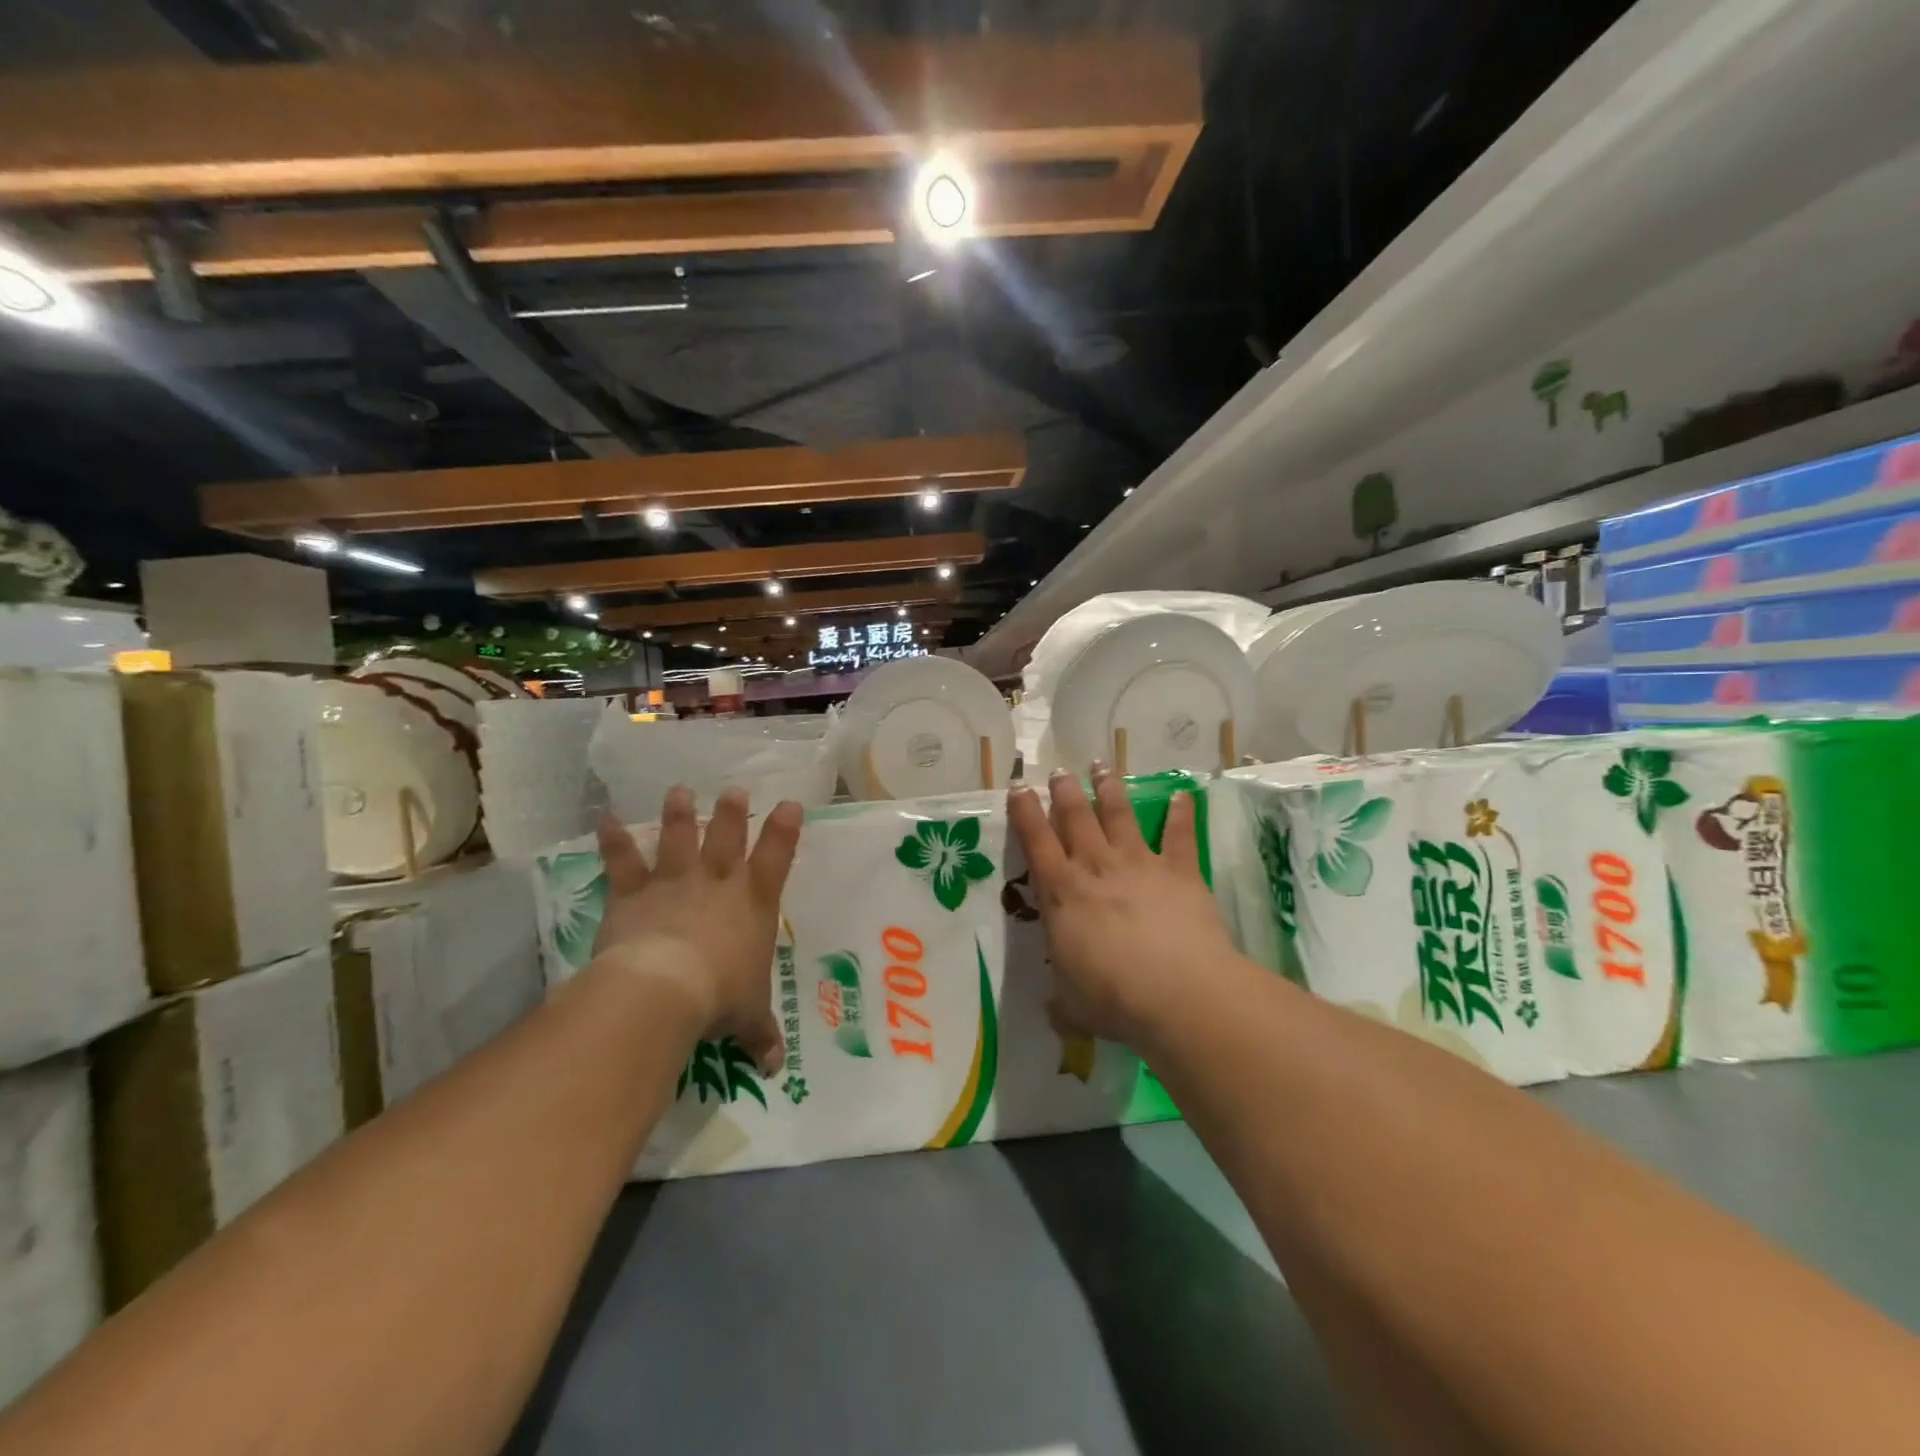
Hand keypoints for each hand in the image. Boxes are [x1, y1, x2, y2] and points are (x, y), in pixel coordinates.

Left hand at [592, 786, 802, 1075]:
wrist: (662, 989)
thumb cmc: (719, 997)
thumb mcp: (748, 1018)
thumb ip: (761, 1035)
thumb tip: (774, 1066)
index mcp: (754, 904)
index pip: (777, 858)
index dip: (785, 830)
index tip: (789, 804)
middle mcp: (717, 883)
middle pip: (727, 837)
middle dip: (732, 812)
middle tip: (734, 791)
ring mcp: (674, 883)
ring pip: (678, 838)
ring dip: (679, 814)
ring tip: (679, 790)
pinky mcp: (633, 893)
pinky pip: (622, 861)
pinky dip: (613, 840)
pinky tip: (605, 818)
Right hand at [1008, 765, 1240, 1048]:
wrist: (1177, 993)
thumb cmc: (1112, 998)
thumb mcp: (1071, 1003)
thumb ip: (1062, 999)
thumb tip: (1055, 1011)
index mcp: (1062, 892)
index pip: (1036, 841)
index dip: (1025, 811)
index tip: (1019, 787)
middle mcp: (1096, 866)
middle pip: (1075, 816)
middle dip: (1064, 790)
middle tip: (1059, 771)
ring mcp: (1139, 863)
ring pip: (1119, 814)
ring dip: (1109, 789)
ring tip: (1103, 766)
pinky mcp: (1180, 871)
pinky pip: (1180, 835)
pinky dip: (1181, 814)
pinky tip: (1184, 795)